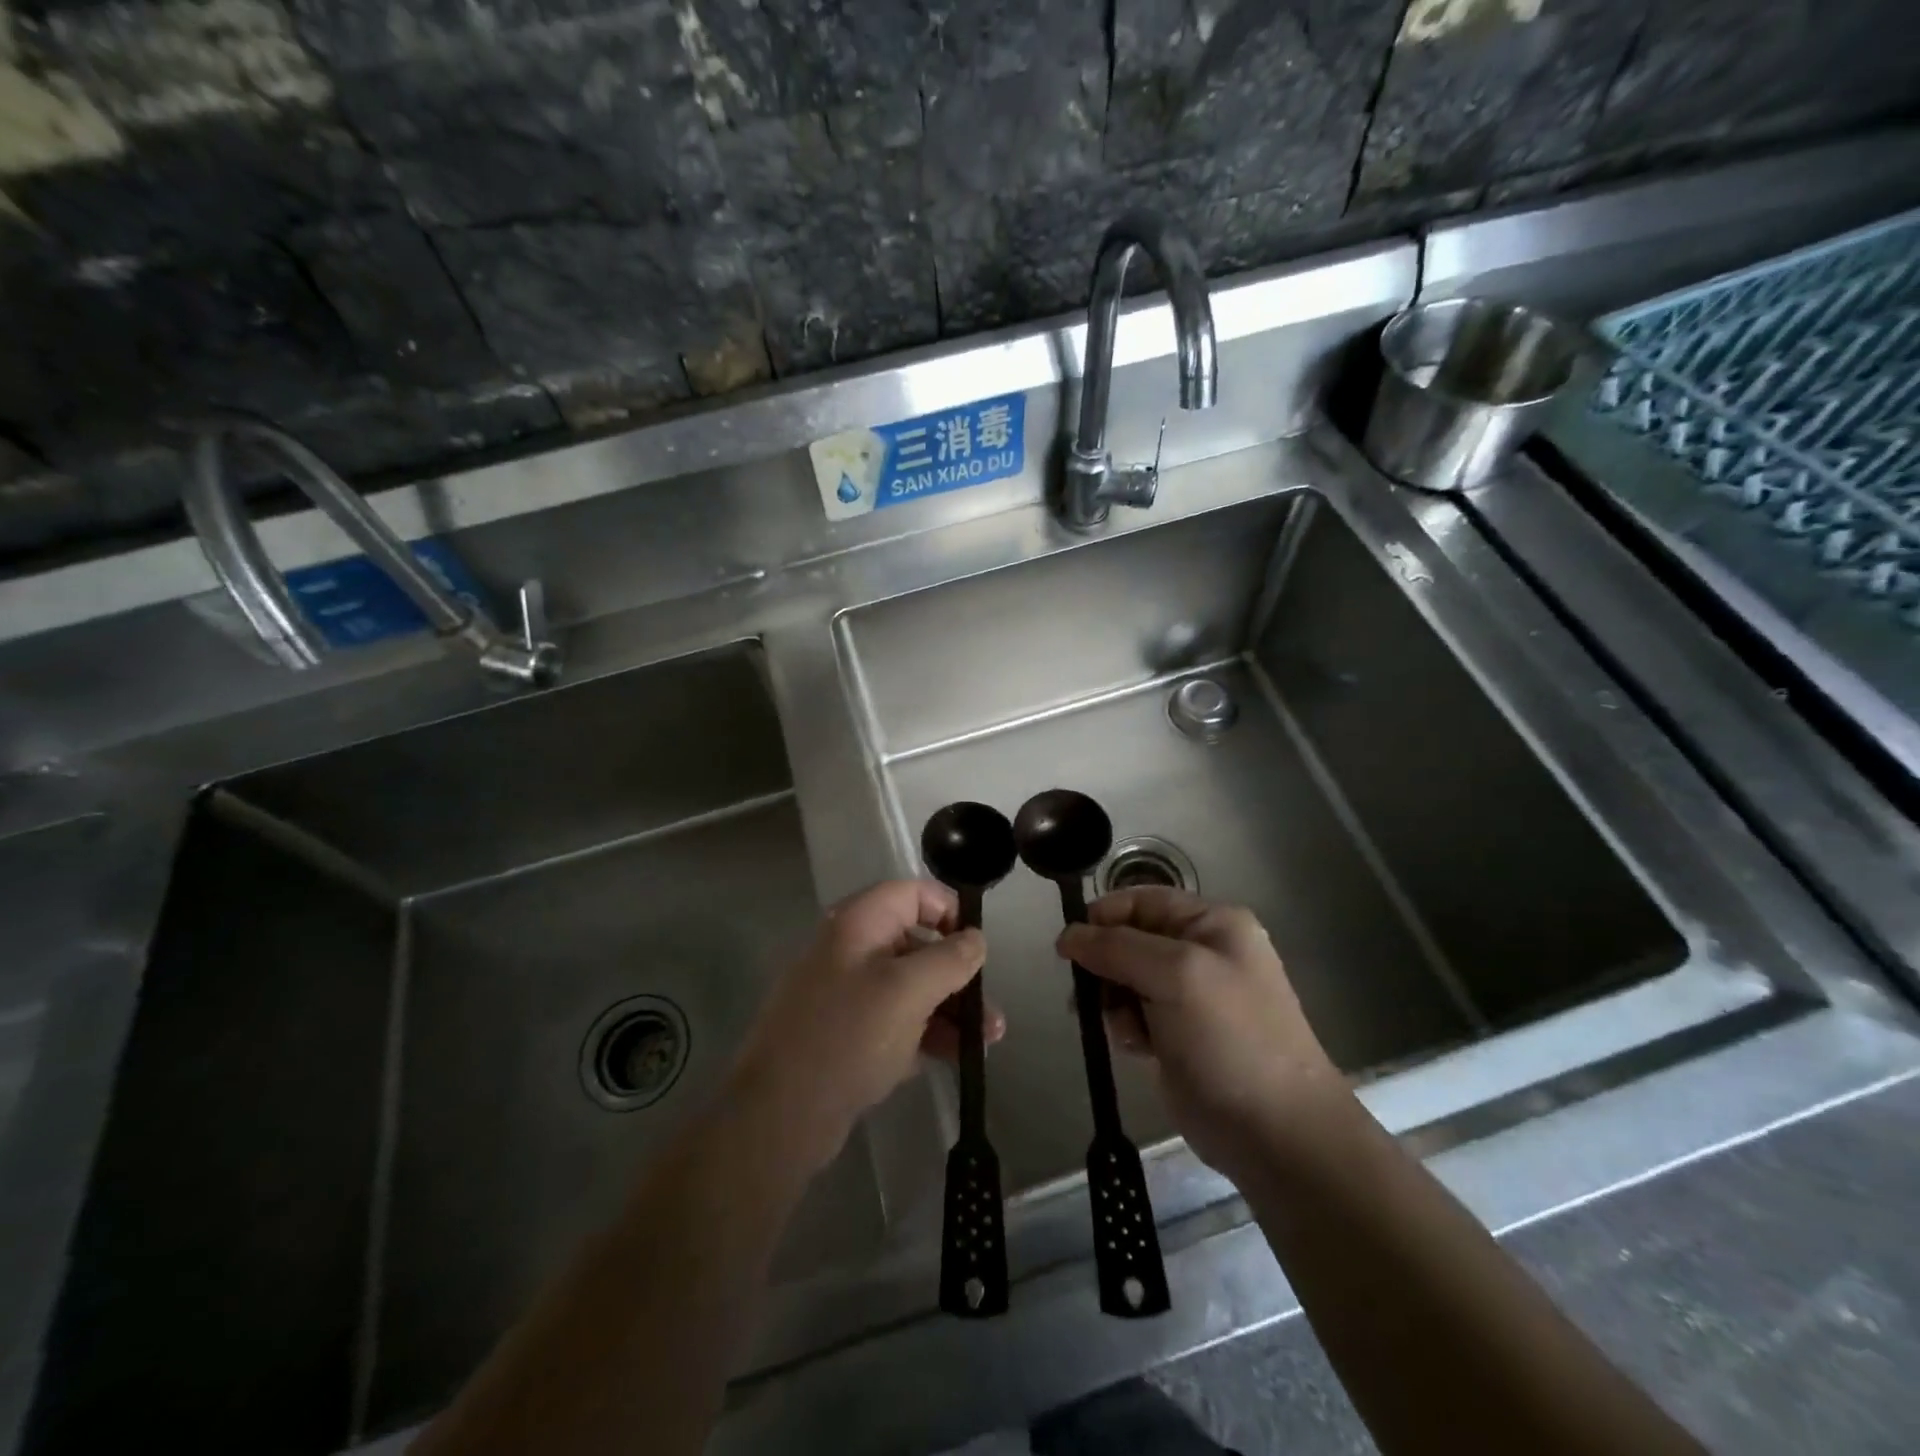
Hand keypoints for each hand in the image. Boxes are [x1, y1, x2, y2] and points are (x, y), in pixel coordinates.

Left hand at [730, 880, 1003, 1173]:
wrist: (780, 1114)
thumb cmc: (849, 1036)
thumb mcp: (908, 991)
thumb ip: (949, 959)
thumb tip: (976, 938)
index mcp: (859, 924)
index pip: (912, 894)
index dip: (949, 912)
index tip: (978, 947)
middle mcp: (852, 950)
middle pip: (917, 944)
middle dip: (959, 974)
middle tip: (990, 1010)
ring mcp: (848, 994)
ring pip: (911, 987)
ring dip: (951, 1008)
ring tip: (988, 1041)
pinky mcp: (848, 1034)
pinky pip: (897, 1020)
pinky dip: (928, 1032)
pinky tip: (957, 1056)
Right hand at [1059, 887, 1343, 1178]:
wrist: (1276, 1133)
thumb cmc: (1230, 1038)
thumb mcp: (1176, 975)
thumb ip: (1117, 947)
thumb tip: (1068, 934)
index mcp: (1213, 924)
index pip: (1144, 900)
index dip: (1105, 916)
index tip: (1070, 944)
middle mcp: (1204, 952)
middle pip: (1131, 939)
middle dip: (1106, 963)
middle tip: (1086, 991)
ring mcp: (1193, 997)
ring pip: (1127, 979)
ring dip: (1113, 998)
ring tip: (1121, 1026)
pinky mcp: (1180, 1035)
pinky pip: (1135, 1014)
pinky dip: (1127, 1026)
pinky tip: (1134, 1046)